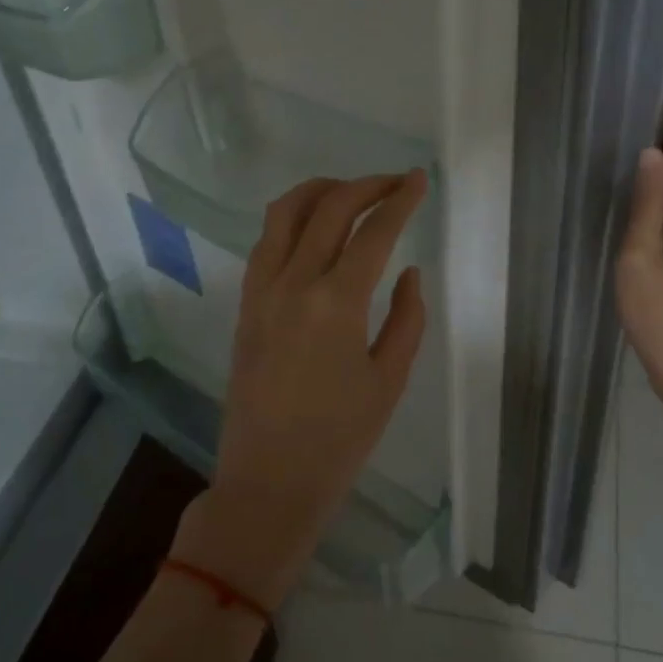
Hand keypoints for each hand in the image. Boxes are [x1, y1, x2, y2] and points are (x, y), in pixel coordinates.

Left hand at [173, 171, 427, 608]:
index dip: (400, 200)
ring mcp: (261, 291)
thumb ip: (407, 318)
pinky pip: (266, 242)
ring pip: (284, 213)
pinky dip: (292, 220)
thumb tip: (410, 271)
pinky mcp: (244, 305)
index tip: (419, 180)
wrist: (268, 481)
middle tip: (393, 182)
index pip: (373, 232)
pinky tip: (313, 231)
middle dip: (365, 185)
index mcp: (336, 303)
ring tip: (350, 193)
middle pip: (328, 207)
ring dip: (320, 191)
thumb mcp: (390, 380)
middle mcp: (293, 284)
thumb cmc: (339, 440)